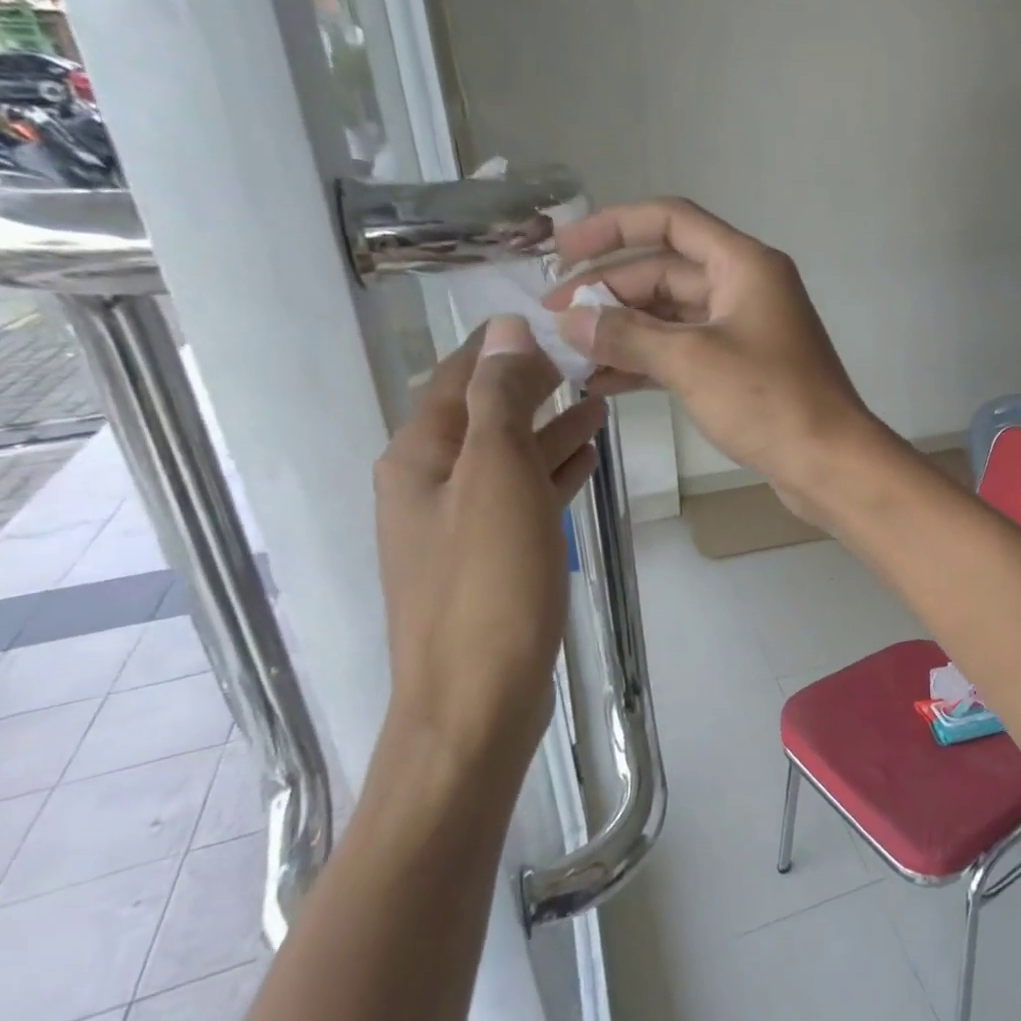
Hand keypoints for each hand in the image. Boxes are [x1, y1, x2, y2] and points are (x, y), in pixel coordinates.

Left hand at [373, 316, 605, 770]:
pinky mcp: (490, 560)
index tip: (552, 319)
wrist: (476, 701)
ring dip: (550, 426)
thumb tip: (506, 331)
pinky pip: (523, 497)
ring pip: (509, 457)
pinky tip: (586, 461)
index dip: (501, 346)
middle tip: (588, 358)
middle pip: (484, 416)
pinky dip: (552, 472)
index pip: (458, 379)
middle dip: (532, 384)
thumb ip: (500, 401)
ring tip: (599, 400)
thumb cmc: (487, 583)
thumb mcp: (495, 477)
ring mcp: (460, 526)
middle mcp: (430, 485)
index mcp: (420, 458)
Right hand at [546, 198, 882, 507]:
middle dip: (610, 292)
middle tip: (554, 320)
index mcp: (744, 265)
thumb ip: (626, 335)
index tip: (562, 249)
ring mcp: (746, 331)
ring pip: (673, 316)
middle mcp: (747, 288)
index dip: (612, 227)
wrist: (829, 463)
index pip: (670, 221)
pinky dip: (648, 362)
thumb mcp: (690, 361)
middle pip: (666, 272)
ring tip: (570, 354)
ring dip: (624, 331)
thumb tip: (569, 320)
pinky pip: (686, 352)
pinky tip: (604, 382)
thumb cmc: (768, 400)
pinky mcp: (744, 370)